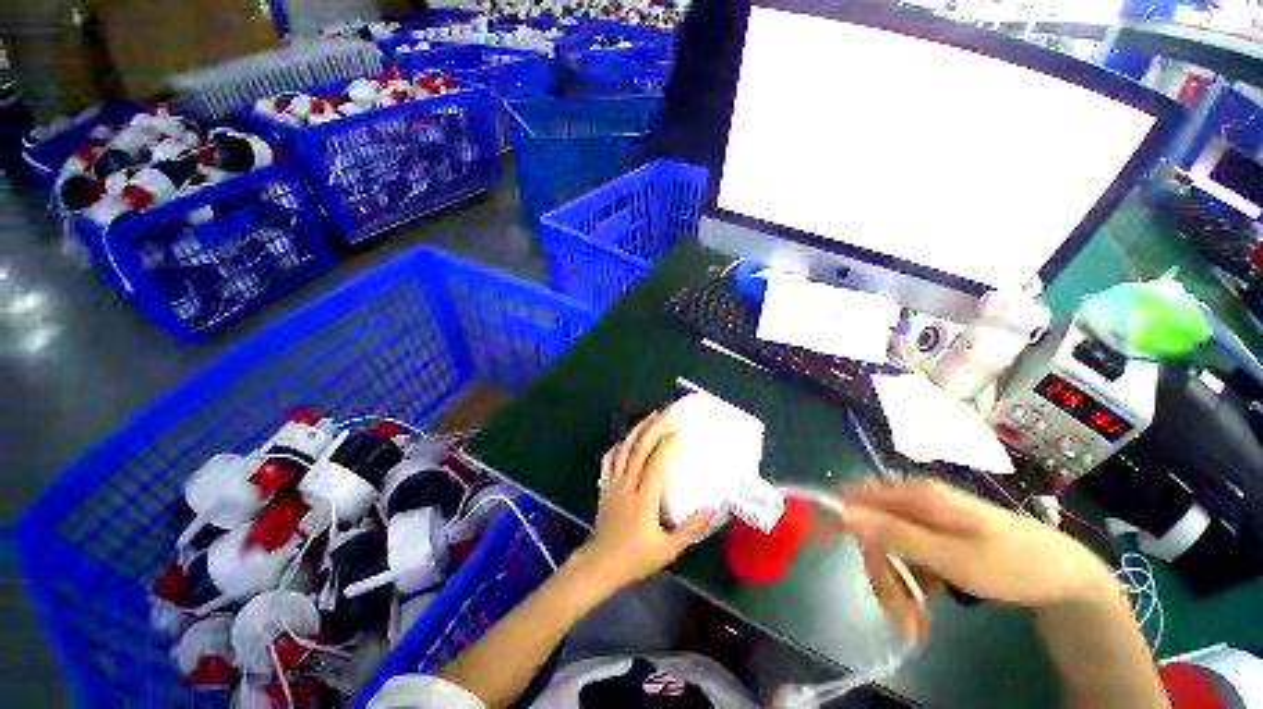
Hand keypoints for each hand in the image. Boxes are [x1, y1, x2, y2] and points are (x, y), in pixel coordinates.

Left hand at [575, 409, 713, 591]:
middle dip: (654, 427)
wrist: (600, 564)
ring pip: (624, 449)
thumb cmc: (636, 558)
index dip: (667, 444)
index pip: (656, 462)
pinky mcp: (605, 485)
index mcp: (644, 497)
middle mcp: (627, 483)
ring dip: (638, 430)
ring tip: (650, 417)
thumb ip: (691, 527)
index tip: (680, 430)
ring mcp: (613, 482)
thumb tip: (712, 507)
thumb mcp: (669, 549)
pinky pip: (609, 460)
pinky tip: (625, 441)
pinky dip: (618, 446)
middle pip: (640, 448)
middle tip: (667, 411)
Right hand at [838, 479, 1114, 636]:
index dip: (836, 517)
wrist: (1064, 578)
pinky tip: (927, 609)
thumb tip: (845, 515)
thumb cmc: (1012, 564)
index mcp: (916, 496)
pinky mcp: (935, 540)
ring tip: (916, 624)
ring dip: (896, 586)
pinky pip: (907, 560)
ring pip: (889, 549)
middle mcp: (915, 503)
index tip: (819, 544)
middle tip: (899, 615)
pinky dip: (911, 586)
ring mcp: (926, 522)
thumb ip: (896, 535)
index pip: (857, 497)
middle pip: (873, 531)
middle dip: (880, 573)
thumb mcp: (954, 558)